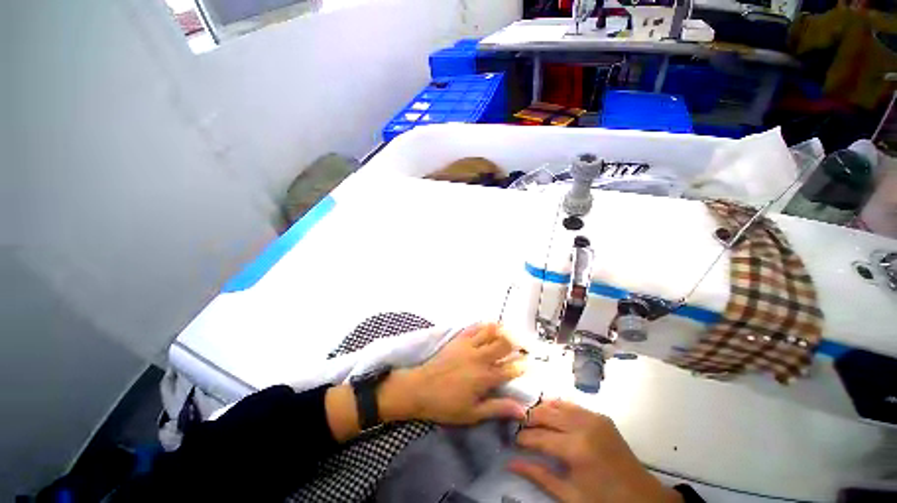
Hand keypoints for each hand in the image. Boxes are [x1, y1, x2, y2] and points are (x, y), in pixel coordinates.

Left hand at [380, 323, 527, 424]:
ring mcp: (468, 346)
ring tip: (509, 333)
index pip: (510, 369)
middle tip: (522, 346)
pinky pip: (474, 327)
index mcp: (485, 378)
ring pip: (490, 332)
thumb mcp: (473, 414)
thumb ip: (498, 409)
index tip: (529, 364)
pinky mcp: (459, 339)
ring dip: (502, 331)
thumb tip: (523, 410)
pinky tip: (490, 325)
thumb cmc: (446, 405)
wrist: (420, 389)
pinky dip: (484, 325)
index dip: (522, 366)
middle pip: (503, 344)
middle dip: (516, 344)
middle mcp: (480, 358)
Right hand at [509, 400, 681, 502]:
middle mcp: (583, 426)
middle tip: (520, 428)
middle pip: (545, 414)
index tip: (513, 441)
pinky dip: (557, 407)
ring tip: (532, 421)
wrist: (642, 497)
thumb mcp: (569, 495)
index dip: (523, 438)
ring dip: (541, 410)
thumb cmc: (603, 501)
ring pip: (556, 404)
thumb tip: (510, 463)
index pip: (539, 436)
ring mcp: (593, 418)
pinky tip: (551, 413)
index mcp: (576, 449)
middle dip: (529, 419)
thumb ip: (539, 476)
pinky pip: (572, 404)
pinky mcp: (600, 415)